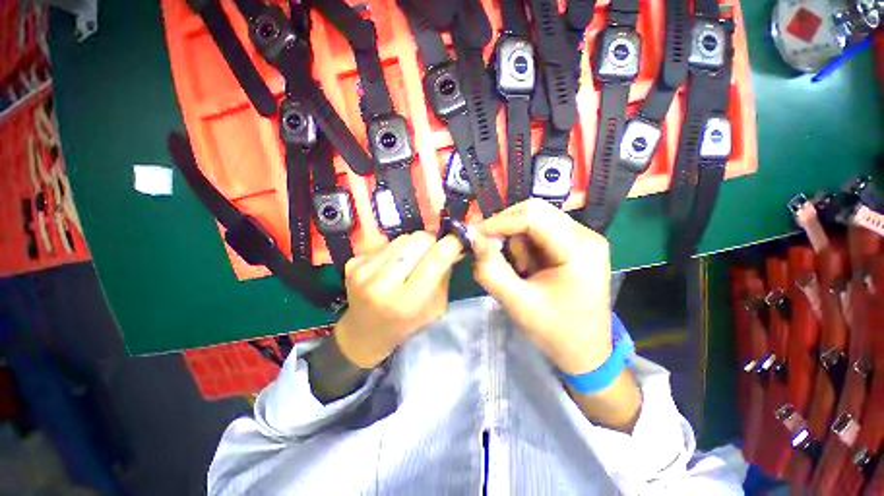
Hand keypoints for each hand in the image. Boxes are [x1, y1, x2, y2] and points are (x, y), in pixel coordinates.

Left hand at [334, 232, 463, 368]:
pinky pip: (385, 243)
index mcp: (408, 301)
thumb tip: (453, 246)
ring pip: (402, 237)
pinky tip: (393, 265)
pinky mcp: (353, 263)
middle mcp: (383, 283)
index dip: (451, 243)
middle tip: (432, 252)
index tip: (458, 239)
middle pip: (418, 239)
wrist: (363, 334)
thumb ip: (444, 276)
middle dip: (431, 242)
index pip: (435, 259)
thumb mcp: (435, 309)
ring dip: (413, 245)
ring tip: (411, 261)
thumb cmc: (406, 326)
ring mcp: (364, 271)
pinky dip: (396, 250)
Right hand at [473, 199, 612, 374]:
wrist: (586, 352)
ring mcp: (582, 238)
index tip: (476, 236)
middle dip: (507, 230)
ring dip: (517, 243)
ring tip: (521, 272)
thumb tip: (475, 240)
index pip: (533, 215)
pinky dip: (524, 247)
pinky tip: (528, 269)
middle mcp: (585, 235)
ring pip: (534, 221)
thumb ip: (492, 271)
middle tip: (493, 253)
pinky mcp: (574, 245)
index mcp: (579, 249)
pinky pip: (539, 232)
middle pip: (535, 211)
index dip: (499, 222)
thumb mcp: (518, 304)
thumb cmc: (556, 332)